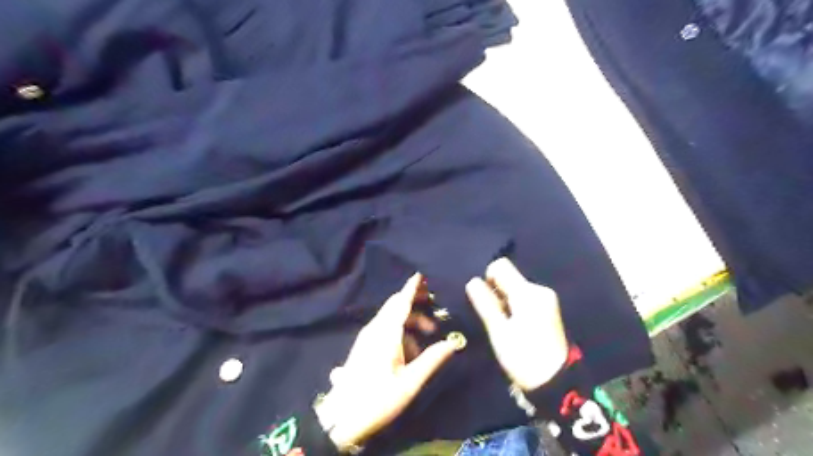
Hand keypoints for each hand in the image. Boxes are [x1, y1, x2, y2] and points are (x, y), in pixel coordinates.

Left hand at [315, 274, 456, 448]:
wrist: (341, 418)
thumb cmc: (378, 398)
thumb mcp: (409, 382)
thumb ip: (431, 359)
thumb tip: (453, 342)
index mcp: (386, 333)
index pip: (401, 302)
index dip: (412, 287)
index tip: (422, 273)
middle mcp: (375, 329)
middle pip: (395, 305)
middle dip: (414, 300)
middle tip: (434, 302)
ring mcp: (367, 336)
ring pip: (391, 317)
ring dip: (411, 320)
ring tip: (429, 334)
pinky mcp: (364, 345)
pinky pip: (385, 327)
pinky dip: (401, 330)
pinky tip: (410, 350)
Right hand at [467, 259, 567, 389]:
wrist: (557, 382)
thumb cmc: (523, 356)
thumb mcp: (498, 331)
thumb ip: (485, 303)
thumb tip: (473, 281)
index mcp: (526, 292)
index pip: (500, 266)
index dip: (487, 278)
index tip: (486, 301)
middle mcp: (539, 289)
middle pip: (509, 277)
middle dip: (497, 292)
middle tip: (496, 318)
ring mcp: (547, 299)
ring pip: (516, 288)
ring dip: (506, 300)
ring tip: (506, 325)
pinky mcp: (549, 309)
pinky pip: (525, 297)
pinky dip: (516, 306)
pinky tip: (517, 326)